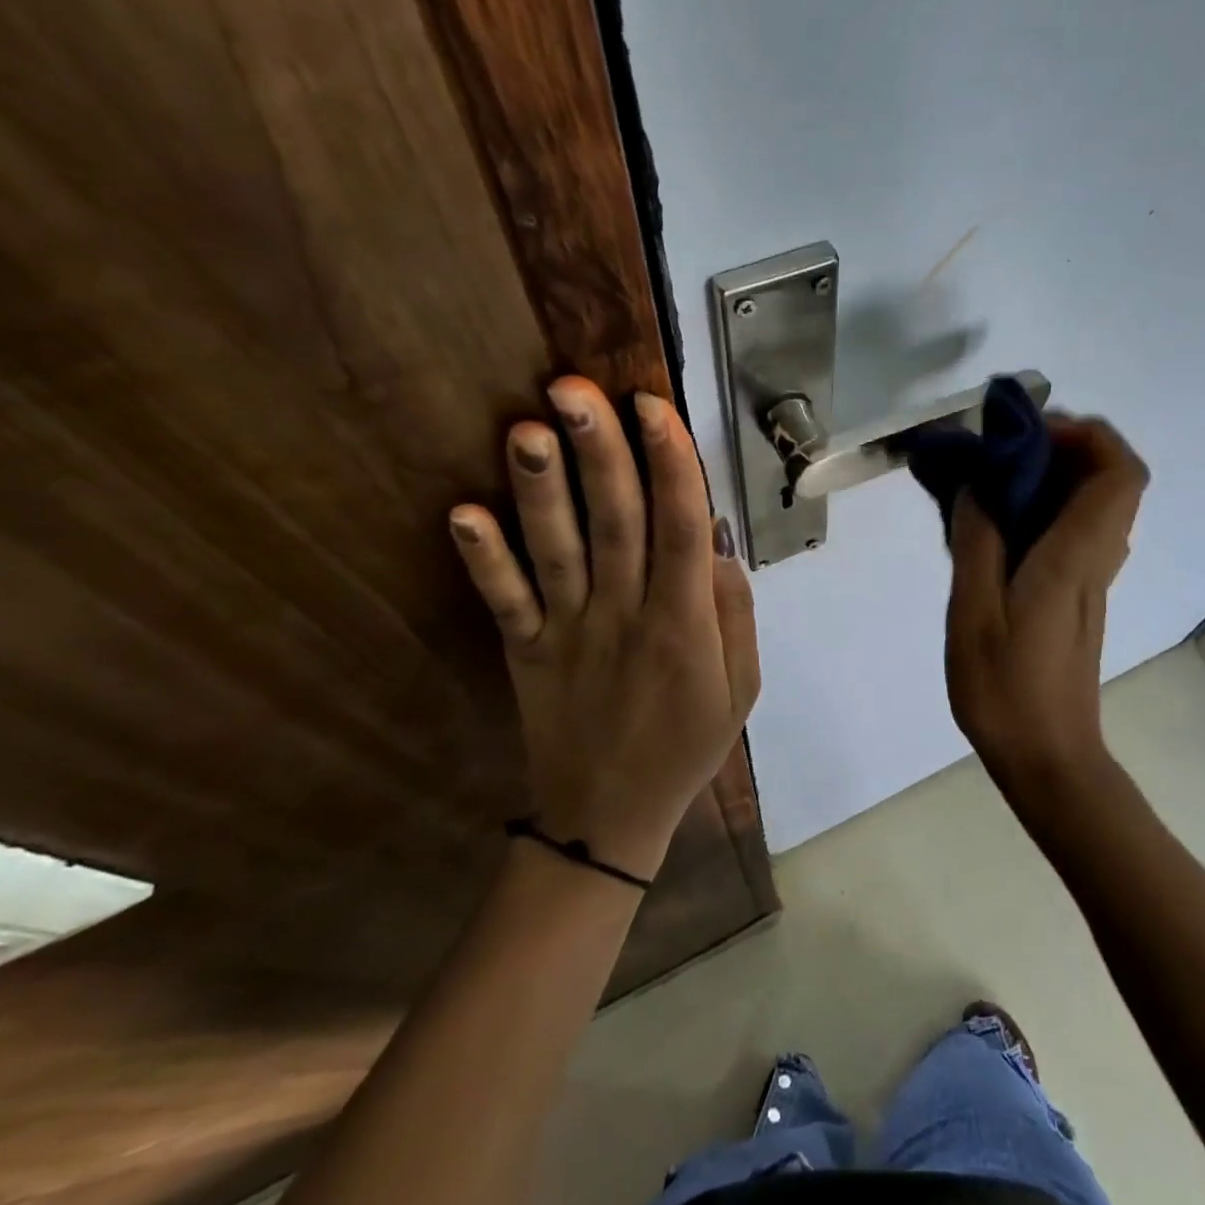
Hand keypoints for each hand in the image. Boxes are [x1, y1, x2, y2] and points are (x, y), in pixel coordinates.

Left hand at [447, 377, 758, 880]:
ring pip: (556, 552)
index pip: (680, 529)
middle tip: (576, 387)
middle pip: (615, 524)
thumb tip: (715, 540)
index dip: (670, 464)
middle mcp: (625, 617)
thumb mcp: (742, 687)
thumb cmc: (686, 745)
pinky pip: (504, 602)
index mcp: (683, 624)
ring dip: (540, 491)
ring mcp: (568, 633)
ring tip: (526, 429)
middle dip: (599, 453)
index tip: (653, 407)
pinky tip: (461, 514)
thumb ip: (735, 612)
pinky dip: (483, 559)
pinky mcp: (525, 652)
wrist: (610, 817)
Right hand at [944, 415, 1147, 798]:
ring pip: (1096, 504)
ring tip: (992, 479)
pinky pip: (1075, 530)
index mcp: (1074, 558)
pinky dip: (1046, 508)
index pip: (1120, 474)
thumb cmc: (1006, 691)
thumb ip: (977, 543)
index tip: (1027, 434)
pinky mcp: (1078, 596)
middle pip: (1113, 480)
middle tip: (1002, 450)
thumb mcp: (974, 615)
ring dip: (1053, 476)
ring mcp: (1091, 579)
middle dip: (1064, 446)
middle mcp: (1095, 560)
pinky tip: (996, 526)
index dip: (1086, 436)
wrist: (1048, 757)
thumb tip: (977, 487)